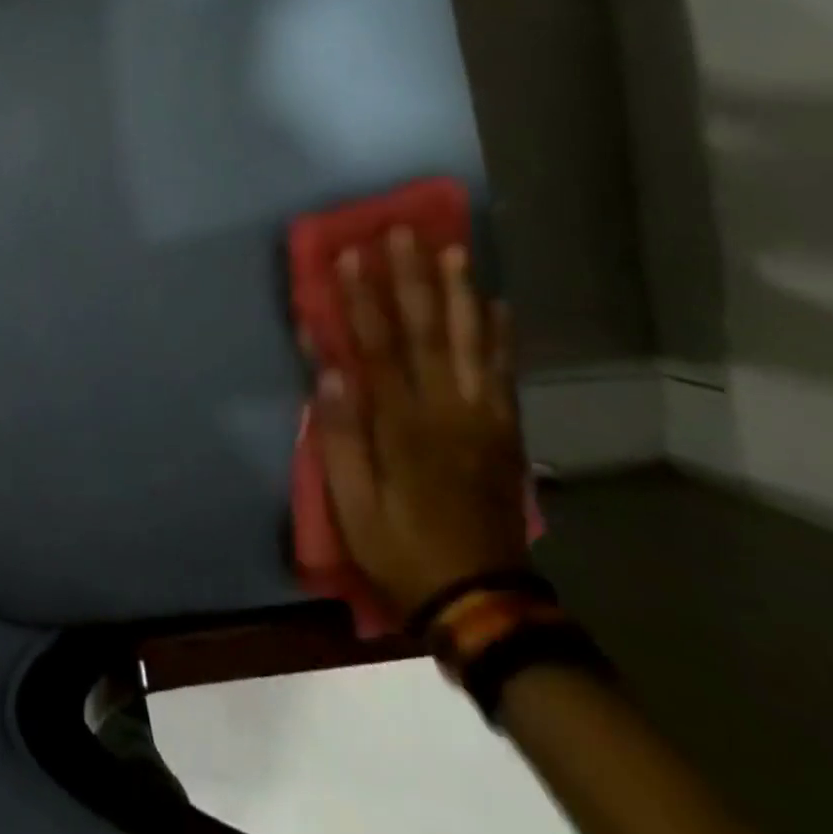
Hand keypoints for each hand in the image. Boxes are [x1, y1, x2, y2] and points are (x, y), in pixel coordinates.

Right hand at [307, 228, 529, 617]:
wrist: (482, 600)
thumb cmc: (401, 548)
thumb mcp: (352, 504)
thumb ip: (337, 434)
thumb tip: (327, 369)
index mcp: (403, 426)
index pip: (378, 347)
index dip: (362, 299)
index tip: (350, 255)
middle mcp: (448, 410)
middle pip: (429, 332)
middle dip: (413, 278)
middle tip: (406, 232)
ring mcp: (483, 419)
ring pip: (473, 343)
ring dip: (461, 293)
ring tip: (455, 250)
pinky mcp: (505, 432)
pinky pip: (505, 373)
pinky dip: (501, 336)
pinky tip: (497, 305)